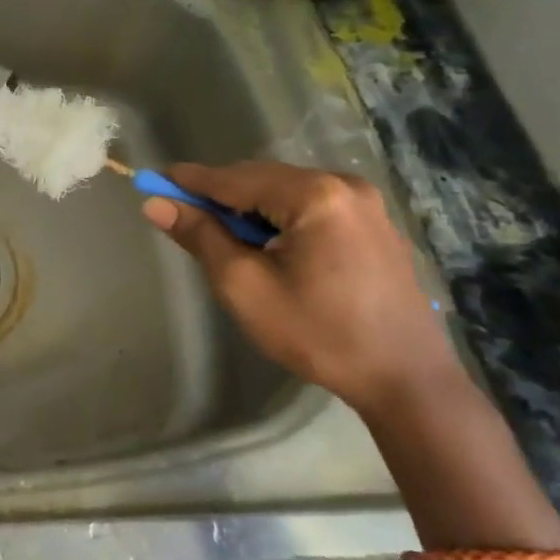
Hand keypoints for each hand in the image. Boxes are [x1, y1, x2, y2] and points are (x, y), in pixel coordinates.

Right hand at [142, 161, 457, 415]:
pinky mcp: (374, 222)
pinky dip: (279, 216)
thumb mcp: (245, 287)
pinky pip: (311, 204)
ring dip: (250, 208)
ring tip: (226, 239)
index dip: (190, 182)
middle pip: (261, 179)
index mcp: (314, 195)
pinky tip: (268, 245)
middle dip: (221, 196)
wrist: (406, 380)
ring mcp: (365, 202)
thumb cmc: (318, 334)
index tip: (152, 181)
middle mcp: (343, 184)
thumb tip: (156, 204)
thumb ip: (201, 237)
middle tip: (184, 217)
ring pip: (285, 191)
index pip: (234, 179)